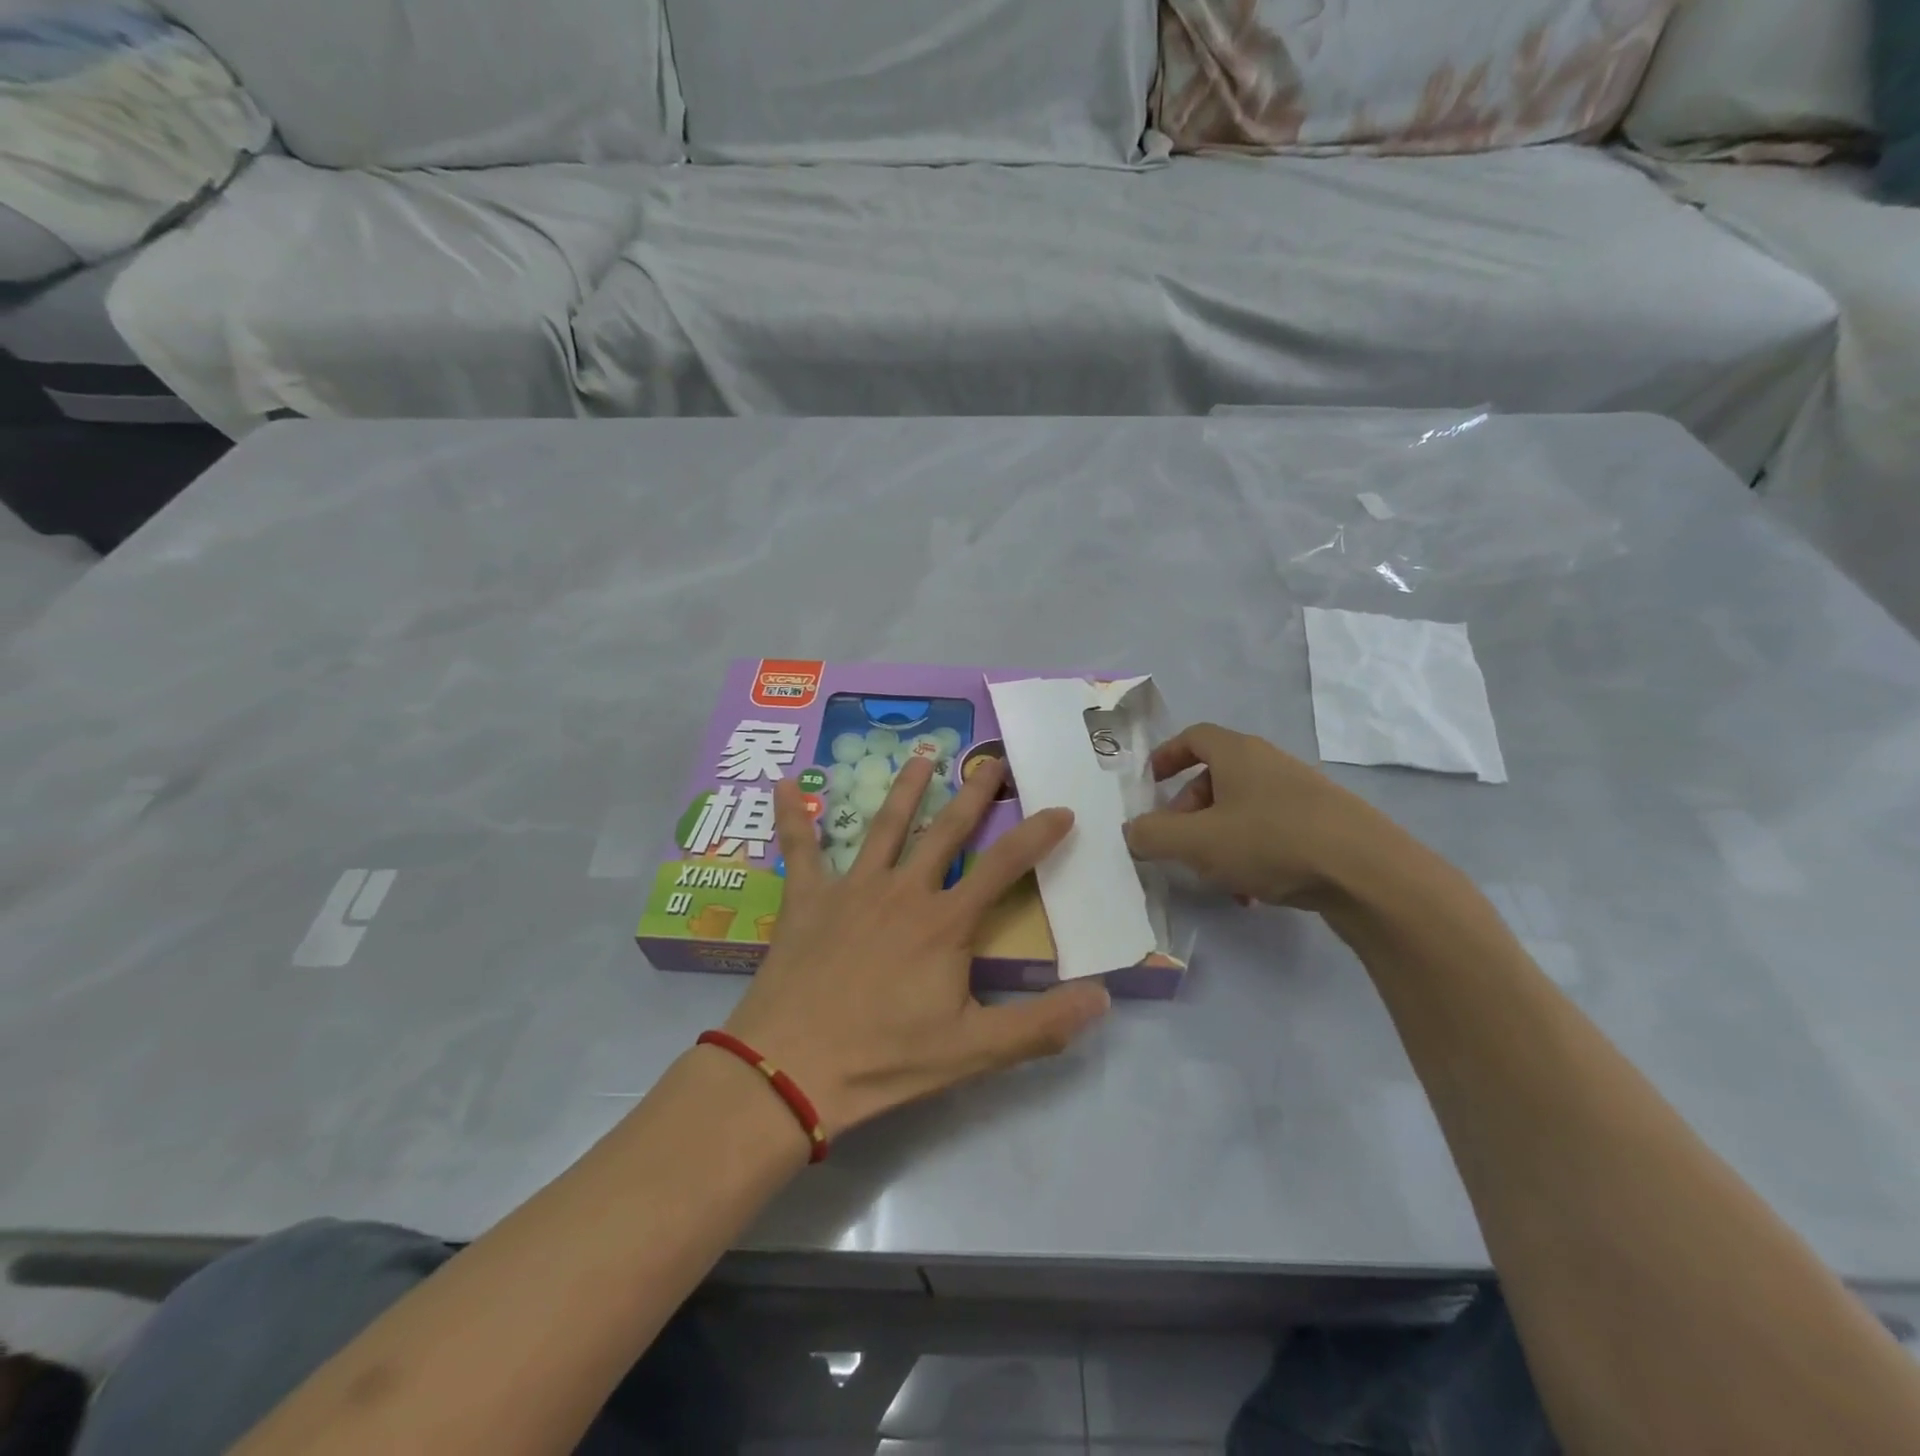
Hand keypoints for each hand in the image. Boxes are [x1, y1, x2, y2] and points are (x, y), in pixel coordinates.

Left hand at [723, 755, 1111, 1138]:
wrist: (791, 1069)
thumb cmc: (885, 1059)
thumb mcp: (974, 1051)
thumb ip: (1041, 1024)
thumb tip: (1104, 997)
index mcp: (945, 923)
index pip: (1004, 867)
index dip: (1037, 836)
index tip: (1061, 809)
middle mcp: (902, 891)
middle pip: (946, 831)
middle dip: (974, 793)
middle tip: (992, 760)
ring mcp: (852, 889)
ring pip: (884, 826)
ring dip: (905, 789)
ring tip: (922, 756)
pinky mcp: (807, 899)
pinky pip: (798, 850)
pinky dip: (792, 817)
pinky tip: (781, 786)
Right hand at [1122, 723, 1400, 908]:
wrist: (1369, 872)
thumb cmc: (1272, 841)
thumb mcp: (1197, 842)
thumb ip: (1153, 835)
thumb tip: (1131, 832)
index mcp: (1238, 753)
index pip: (1193, 737)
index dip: (1166, 756)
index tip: (1149, 783)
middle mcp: (1269, 763)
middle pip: (1216, 777)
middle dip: (1189, 810)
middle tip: (1179, 843)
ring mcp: (1301, 793)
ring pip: (1243, 809)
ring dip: (1219, 839)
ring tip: (1216, 876)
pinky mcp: (1325, 823)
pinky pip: (1272, 830)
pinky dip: (1252, 853)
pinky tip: (1253, 892)